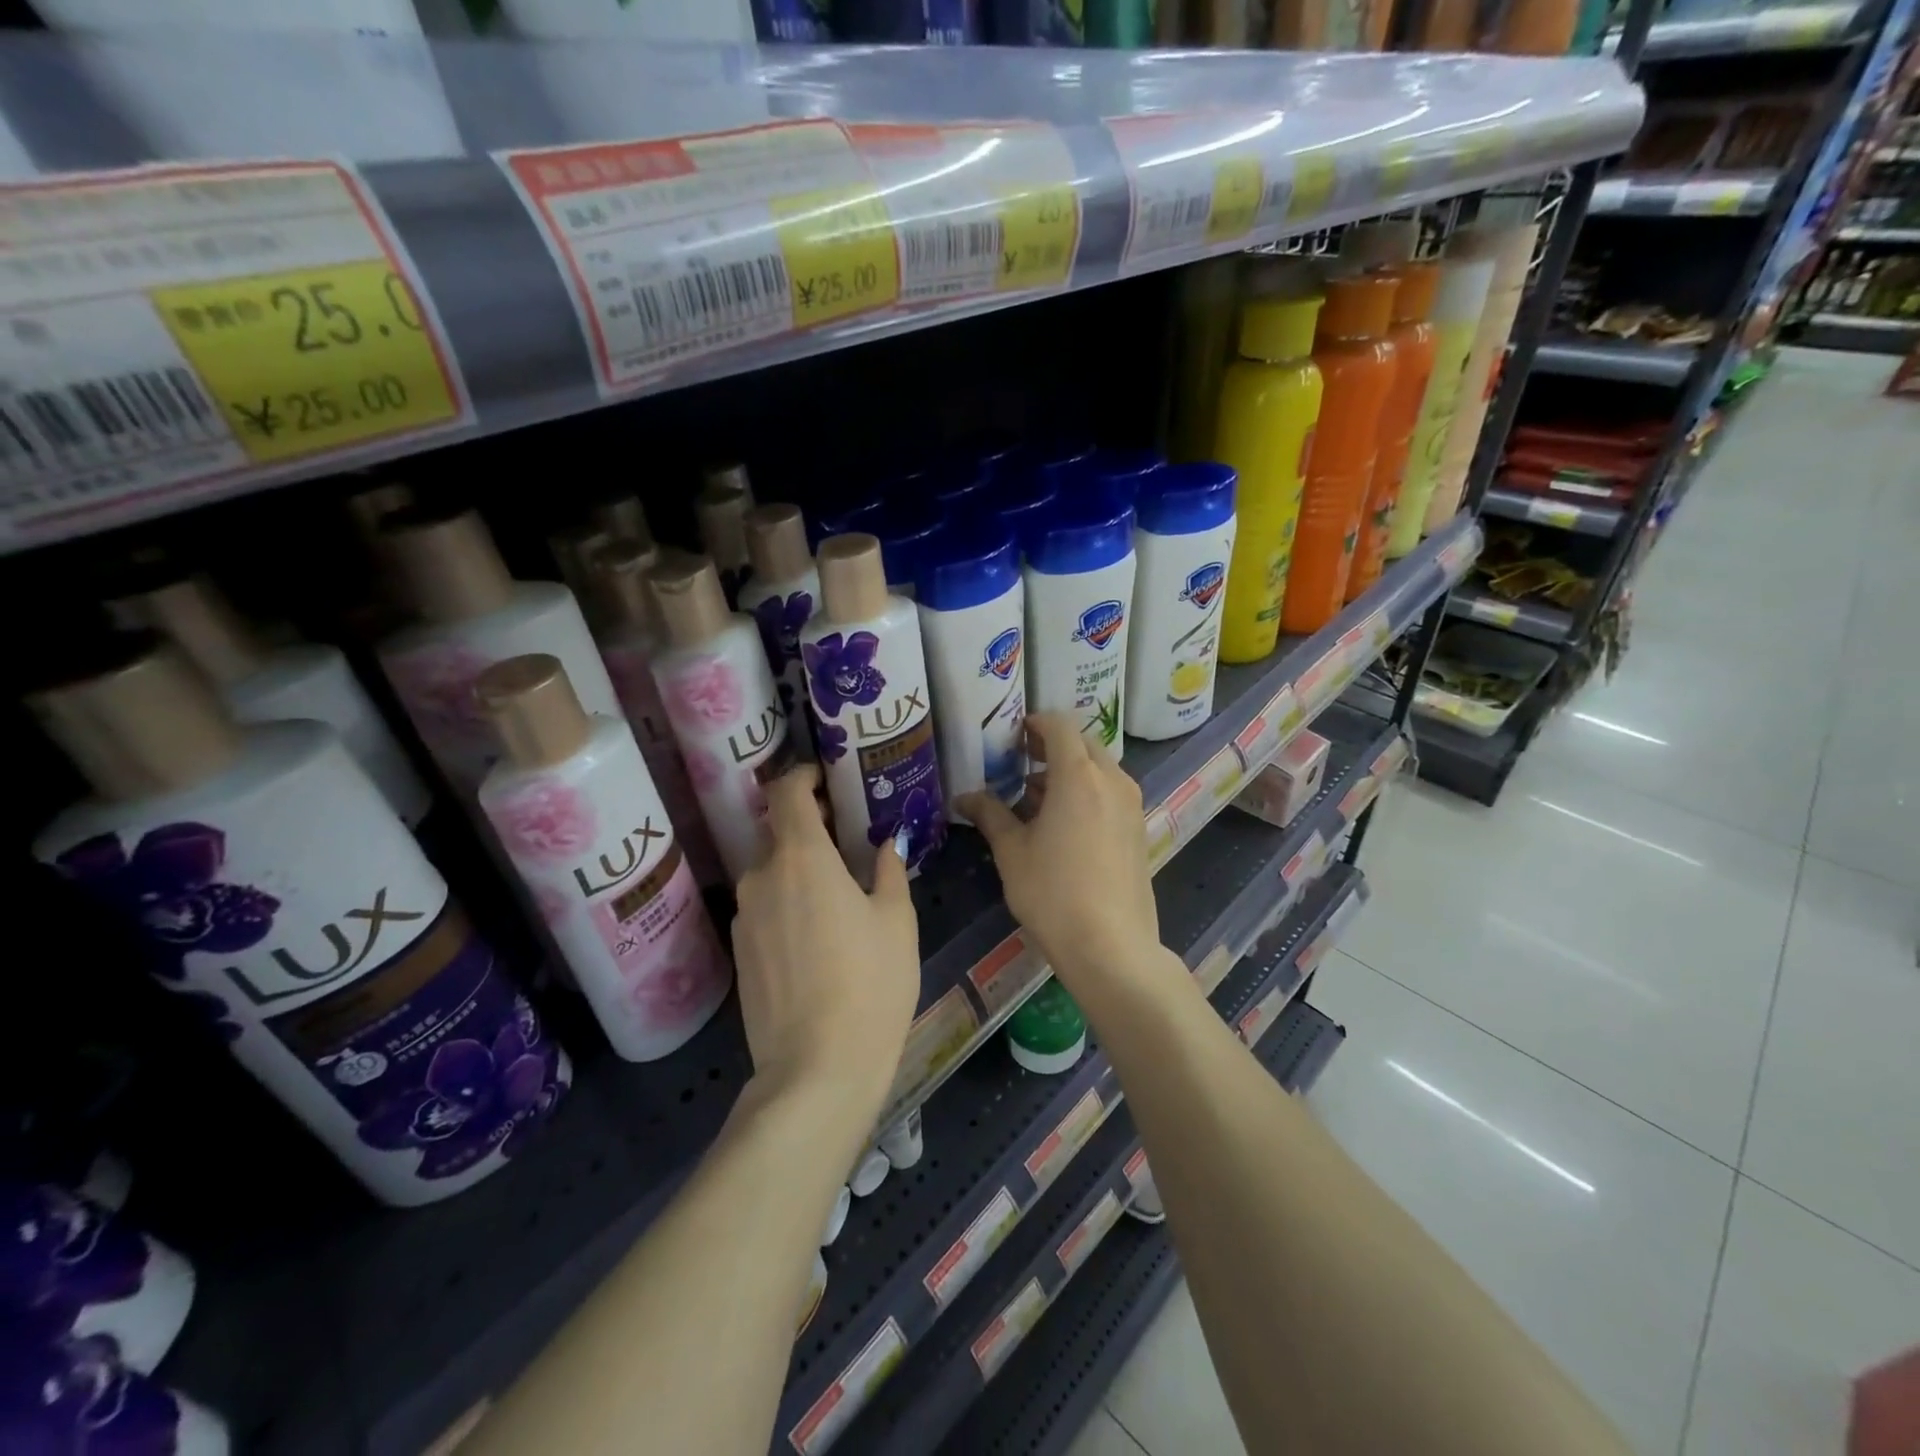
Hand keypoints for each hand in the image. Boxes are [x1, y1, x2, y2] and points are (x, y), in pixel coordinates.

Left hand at [731, 765, 920, 1133]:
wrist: (817, 1069)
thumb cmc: (871, 983)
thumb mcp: (896, 921)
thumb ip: (889, 871)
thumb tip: (887, 844)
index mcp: (802, 858)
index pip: (786, 792)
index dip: (803, 777)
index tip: (826, 782)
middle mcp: (762, 877)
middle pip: (778, 832)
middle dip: (809, 827)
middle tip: (847, 843)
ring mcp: (744, 916)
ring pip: (770, 872)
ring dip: (798, 869)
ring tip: (836, 893)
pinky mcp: (738, 952)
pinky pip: (763, 907)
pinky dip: (786, 902)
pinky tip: (816, 935)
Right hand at [956, 713, 1161, 992]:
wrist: (1111, 945)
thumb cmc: (1053, 893)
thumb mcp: (1012, 852)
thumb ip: (990, 815)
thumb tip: (964, 796)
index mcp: (1078, 775)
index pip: (1059, 725)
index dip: (1034, 722)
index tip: (1012, 736)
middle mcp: (1111, 780)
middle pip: (1082, 744)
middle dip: (1050, 747)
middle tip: (1020, 765)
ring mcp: (1131, 804)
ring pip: (1098, 768)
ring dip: (1068, 772)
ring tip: (1034, 799)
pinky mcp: (1138, 828)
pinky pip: (1110, 792)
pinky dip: (1086, 792)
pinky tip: (1062, 825)